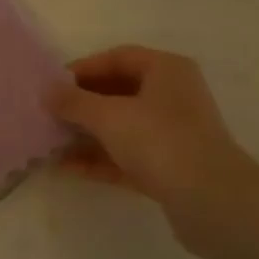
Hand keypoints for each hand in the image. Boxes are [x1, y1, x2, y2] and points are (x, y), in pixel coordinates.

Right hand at [46, 46, 258, 242]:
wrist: (211, 201)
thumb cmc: (160, 140)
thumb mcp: (109, 116)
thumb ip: (73, 102)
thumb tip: (46, 91)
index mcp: (166, 70)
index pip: (118, 58)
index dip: (83, 68)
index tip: (52, 85)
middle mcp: (172, 96)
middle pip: (118, 92)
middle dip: (81, 105)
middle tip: (48, 114)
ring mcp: (172, 134)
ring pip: (121, 127)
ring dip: (86, 135)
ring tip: (50, 143)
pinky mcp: (169, 168)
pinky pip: (126, 156)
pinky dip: (99, 160)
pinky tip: (66, 168)